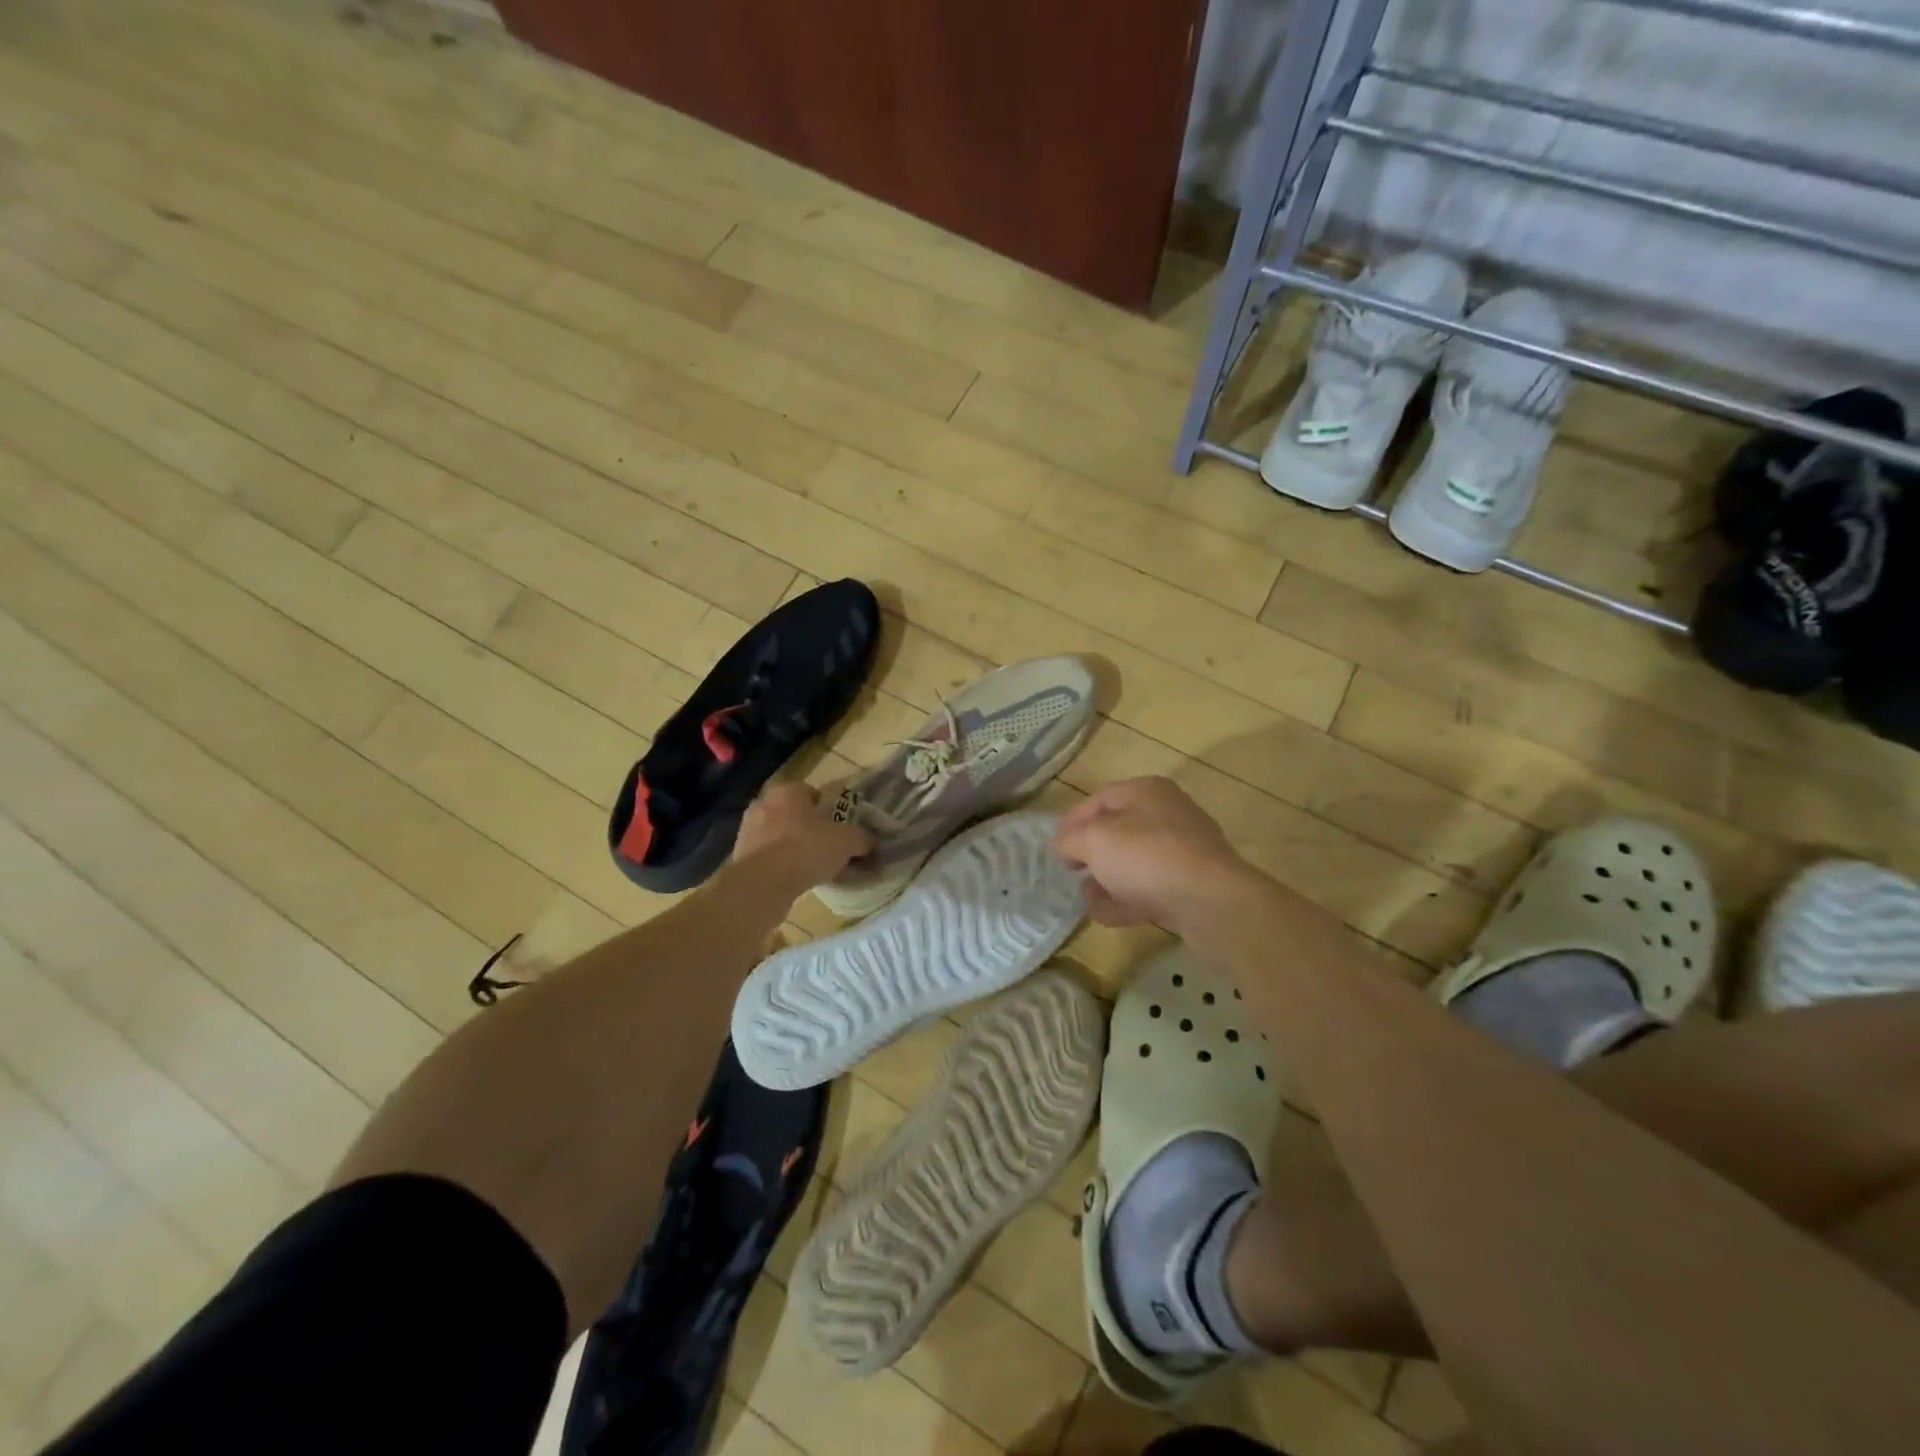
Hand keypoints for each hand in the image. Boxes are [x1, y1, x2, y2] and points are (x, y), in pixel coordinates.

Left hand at [733, 782, 871, 891]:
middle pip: (793, 813)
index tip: (840, 828)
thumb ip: (862, 837)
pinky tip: (794, 879)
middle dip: (809, 828)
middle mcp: (763, 803)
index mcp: (787, 790)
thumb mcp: (847, 841)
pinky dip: (779, 864)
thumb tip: (871, 841)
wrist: (763, 884)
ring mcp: (747, 830)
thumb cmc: (806, 849)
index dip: (829, 810)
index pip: (812, 792)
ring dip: (792, 847)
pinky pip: (767, 856)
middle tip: (827, 846)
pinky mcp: (739, 856)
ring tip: (811, 867)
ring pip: (778, 835)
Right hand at [1053, 777, 1253, 931]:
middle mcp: (1167, 815)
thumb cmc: (1147, 857)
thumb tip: (1062, 845)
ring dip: (1106, 879)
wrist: (1210, 902)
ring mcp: (1182, 852)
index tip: (1053, 845)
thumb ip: (1071, 840)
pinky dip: (1126, 900)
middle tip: (1069, 871)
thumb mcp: (1095, 841)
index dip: (1072, 821)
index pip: (1099, 799)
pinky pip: (1149, 888)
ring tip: (1086, 898)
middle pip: (1118, 831)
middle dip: (1091, 853)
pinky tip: (1105, 916)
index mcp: (1146, 792)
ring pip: (1134, 862)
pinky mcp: (1190, 886)